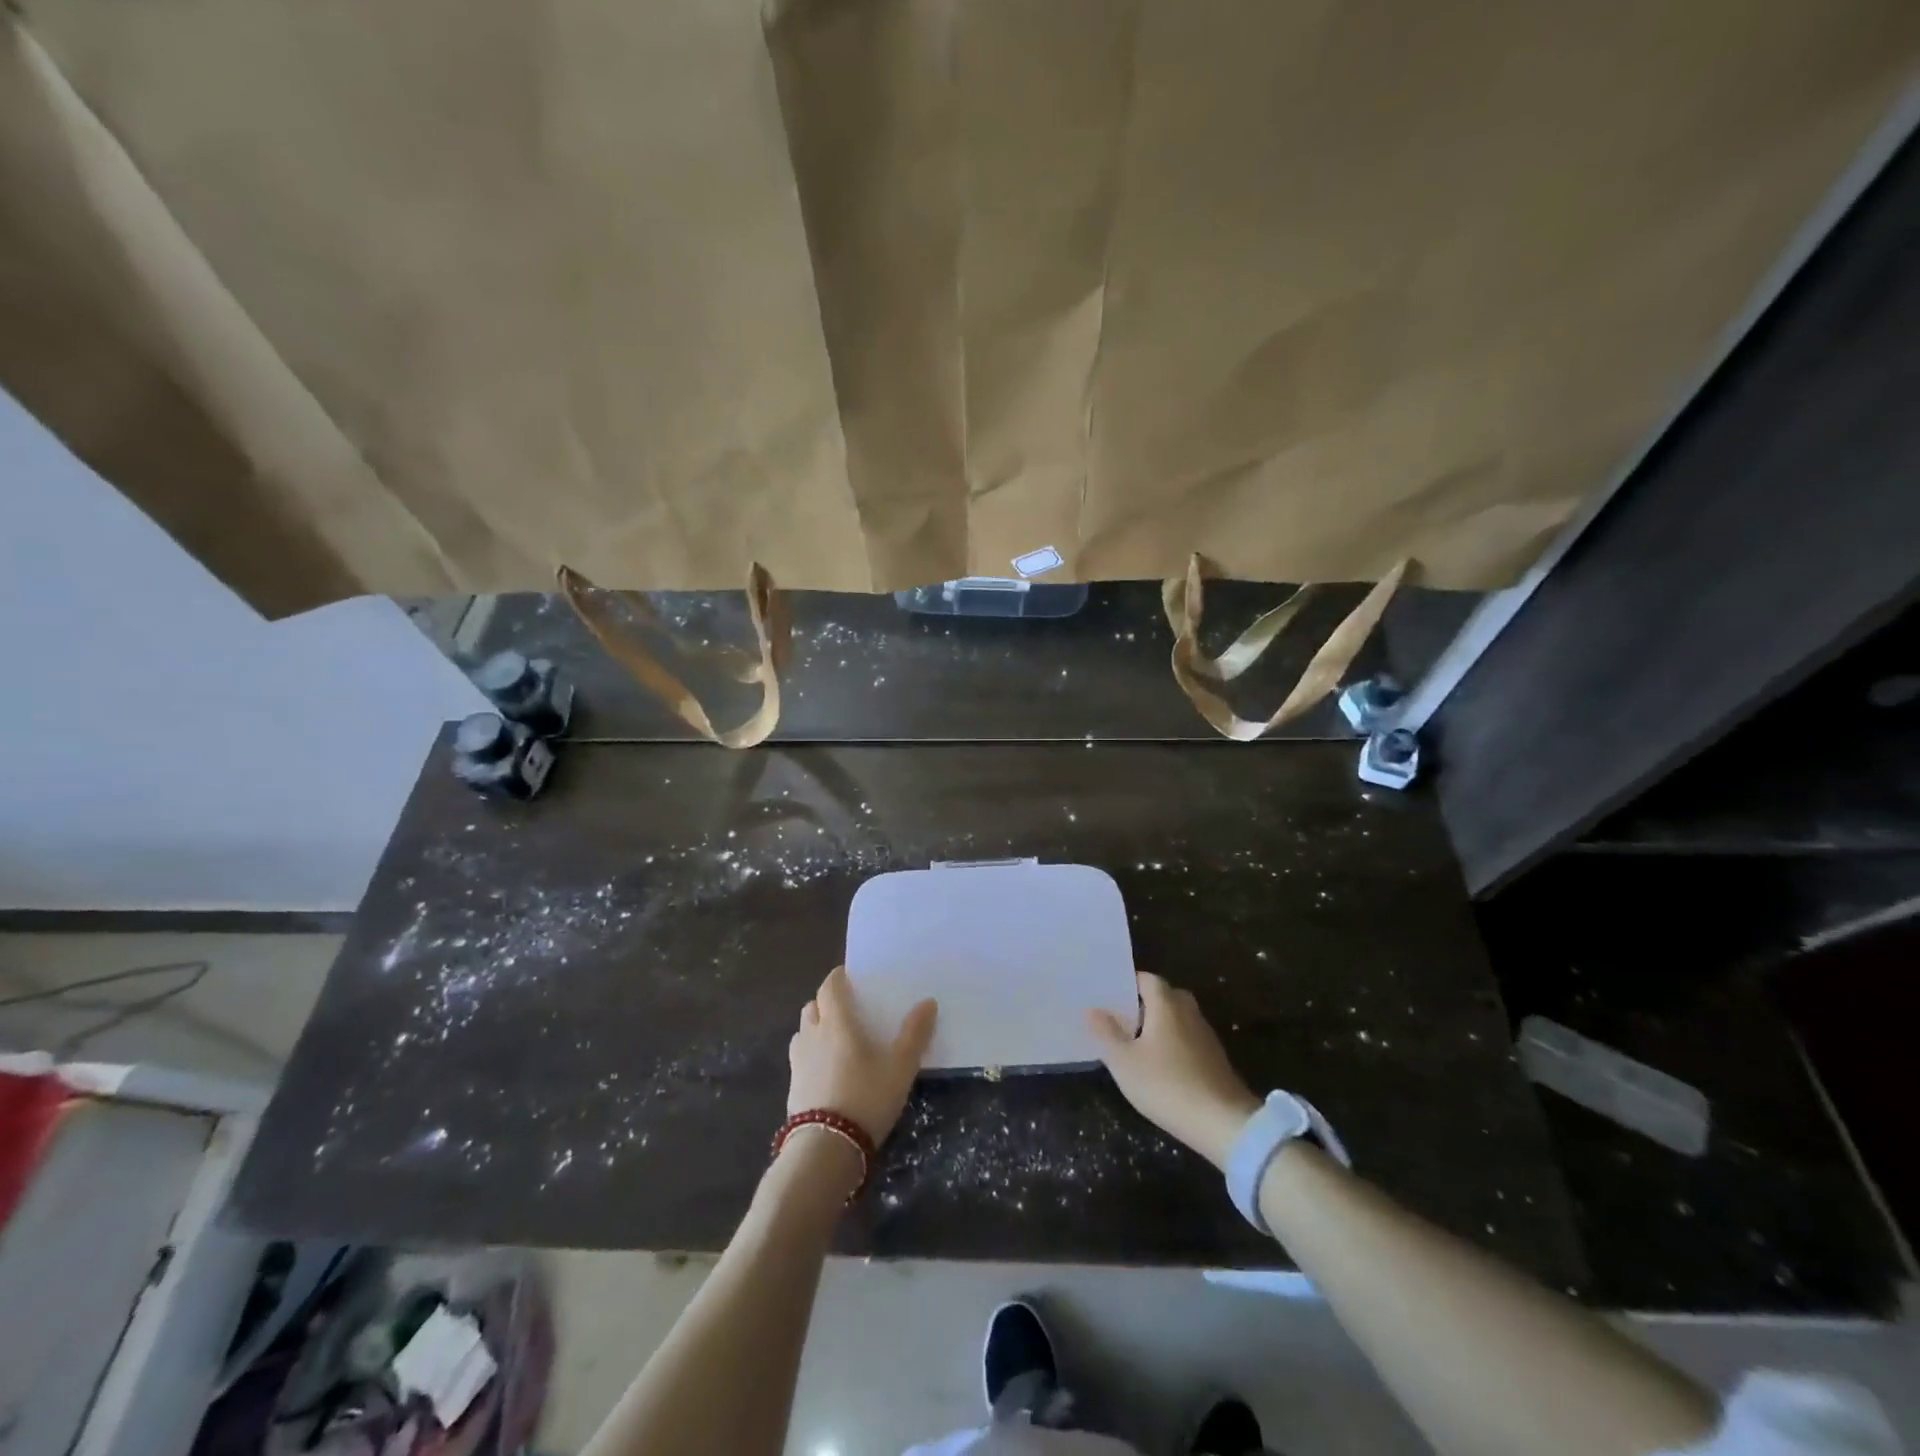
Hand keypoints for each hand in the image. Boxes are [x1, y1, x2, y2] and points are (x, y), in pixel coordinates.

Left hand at [788, 966, 936, 1142]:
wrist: (826, 1148)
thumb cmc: (866, 1097)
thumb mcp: (900, 1067)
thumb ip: (914, 1034)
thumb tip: (928, 1002)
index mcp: (836, 1023)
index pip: (830, 987)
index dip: (837, 978)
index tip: (848, 975)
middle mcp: (812, 1035)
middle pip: (813, 1006)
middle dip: (826, 1002)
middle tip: (847, 1008)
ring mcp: (798, 1062)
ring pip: (803, 1031)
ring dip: (816, 1027)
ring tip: (835, 1037)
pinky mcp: (793, 1087)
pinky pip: (801, 1058)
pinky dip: (811, 1053)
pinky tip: (827, 1069)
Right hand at [1087, 971, 1260, 1166]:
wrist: (1223, 1124)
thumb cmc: (1166, 1085)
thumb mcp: (1124, 1062)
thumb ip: (1106, 1033)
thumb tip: (1092, 1009)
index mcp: (1166, 1005)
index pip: (1149, 979)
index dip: (1130, 983)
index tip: (1111, 993)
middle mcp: (1189, 1012)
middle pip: (1166, 996)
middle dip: (1145, 1003)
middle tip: (1123, 1017)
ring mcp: (1206, 1036)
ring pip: (1179, 1019)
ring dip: (1161, 1025)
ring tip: (1137, 1042)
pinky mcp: (1216, 1059)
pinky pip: (1189, 1039)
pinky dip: (1174, 1043)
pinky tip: (1161, 1065)